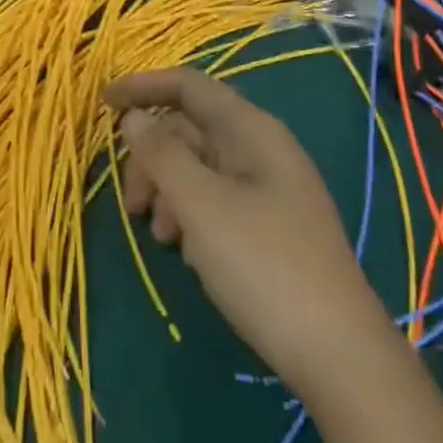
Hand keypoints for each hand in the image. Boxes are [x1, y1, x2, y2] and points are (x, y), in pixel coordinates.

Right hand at [106, 67, 372, 398]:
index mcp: (252, 131)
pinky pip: (216, 200)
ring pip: (200, 168)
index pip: (189, 86)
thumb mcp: (202, 206)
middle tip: (133, 203)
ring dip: (168, 190)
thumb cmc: (264, 266)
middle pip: (190, 129)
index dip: (144, 87)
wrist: (339, 357)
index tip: (102, 104)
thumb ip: (162, 155)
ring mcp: (268, 189)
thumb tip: (134, 117)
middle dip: (152, 157)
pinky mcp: (269, 227)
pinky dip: (191, 215)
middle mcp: (261, 150)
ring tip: (160, 236)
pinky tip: (187, 251)